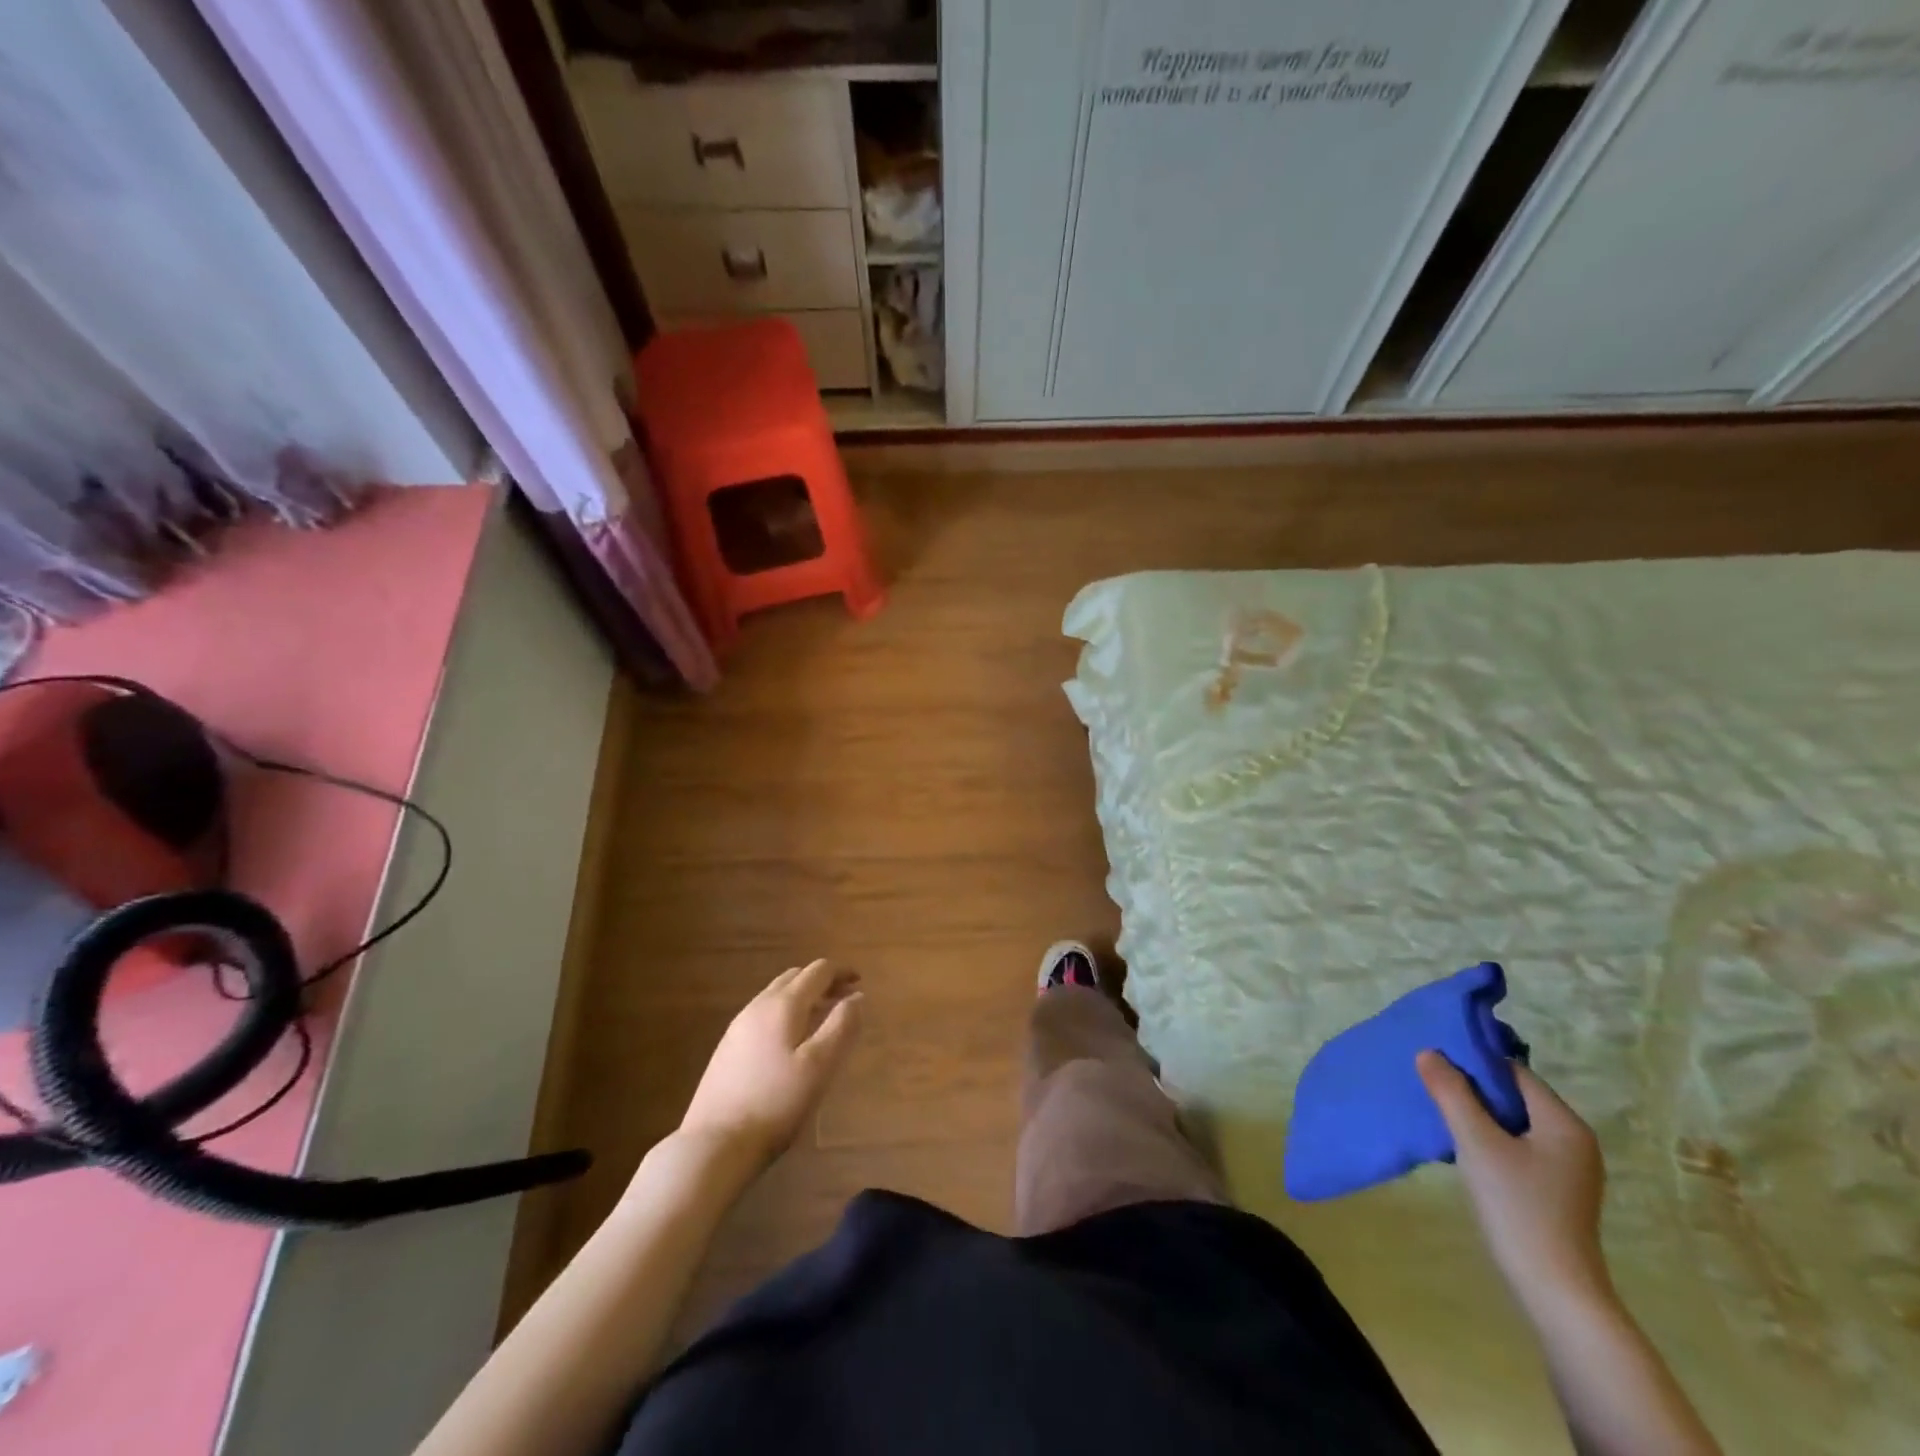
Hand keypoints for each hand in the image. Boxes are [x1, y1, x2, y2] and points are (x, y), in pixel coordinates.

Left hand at [679, 960, 863, 1169]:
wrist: (714, 1144)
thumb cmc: (776, 1104)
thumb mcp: (819, 1066)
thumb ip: (842, 1026)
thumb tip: (856, 997)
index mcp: (783, 1005)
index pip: (817, 972)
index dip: (841, 972)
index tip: (859, 982)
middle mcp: (758, 1006)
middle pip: (795, 978)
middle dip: (822, 982)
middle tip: (843, 1000)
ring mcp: (738, 1027)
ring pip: (776, 995)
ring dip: (803, 997)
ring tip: (821, 1019)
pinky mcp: (727, 1048)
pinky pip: (763, 1014)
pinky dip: (785, 1013)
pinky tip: (790, 1041)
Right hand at [1416, 1051, 1611, 1316]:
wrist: (1554, 1290)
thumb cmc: (1518, 1207)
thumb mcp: (1476, 1142)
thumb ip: (1452, 1093)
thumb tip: (1429, 1053)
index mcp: (1564, 1123)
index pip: (1514, 1072)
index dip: (1474, 1063)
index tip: (1435, 1063)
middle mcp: (1573, 1139)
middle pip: (1515, 1095)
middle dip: (1473, 1088)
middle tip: (1431, 1086)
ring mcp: (1568, 1167)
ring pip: (1513, 1122)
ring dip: (1478, 1114)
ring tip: (1440, 1113)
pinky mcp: (1556, 1189)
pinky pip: (1518, 1145)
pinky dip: (1490, 1138)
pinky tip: (1464, 1148)